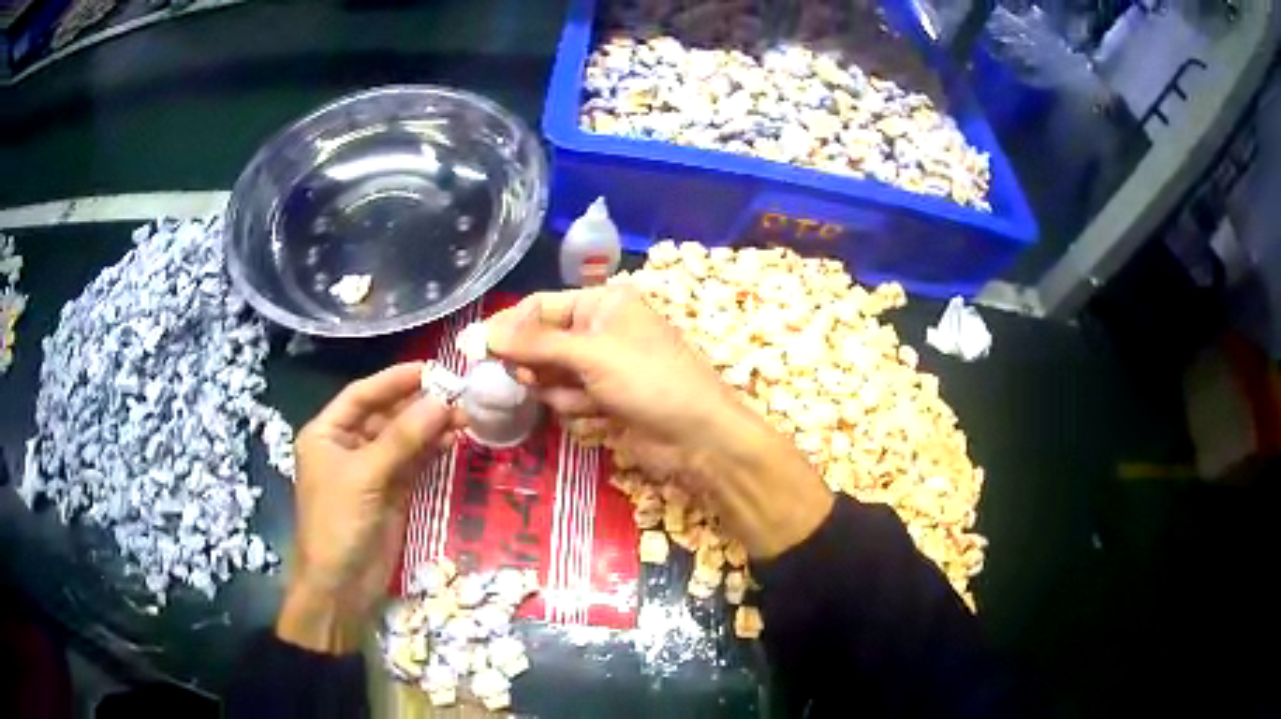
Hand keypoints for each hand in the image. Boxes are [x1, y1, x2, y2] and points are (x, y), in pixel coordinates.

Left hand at [276, 363, 461, 653]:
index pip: (362, 395)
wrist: (341, 585)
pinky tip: (452, 440)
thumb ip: (402, 439)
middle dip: (418, 405)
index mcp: (327, 433)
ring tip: (463, 417)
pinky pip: (413, 463)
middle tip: (457, 394)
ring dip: (430, 428)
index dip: (393, 380)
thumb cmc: (338, 523)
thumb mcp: (365, 476)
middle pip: (385, 415)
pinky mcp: (391, 492)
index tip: (430, 368)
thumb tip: (441, 401)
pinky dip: (431, 451)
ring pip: (403, 439)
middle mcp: (347, 446)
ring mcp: (371, 470)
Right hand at [485, 286, 734, 441]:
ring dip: (559, 390)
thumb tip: (483, 332)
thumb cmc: (649, 380)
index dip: (509, 327)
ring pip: (552, 374)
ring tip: (584, 399)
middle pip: (542, 342)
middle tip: (529, 380)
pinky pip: (569, 397)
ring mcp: (603, 365)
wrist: (698, 437)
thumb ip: (534, 343)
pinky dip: (577, 407)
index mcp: (603, 303)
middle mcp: (601, 329)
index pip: (541, 307)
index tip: (475, 349)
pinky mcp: (605, 398)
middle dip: (536, 364)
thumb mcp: (590, 354)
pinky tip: (599, 414)